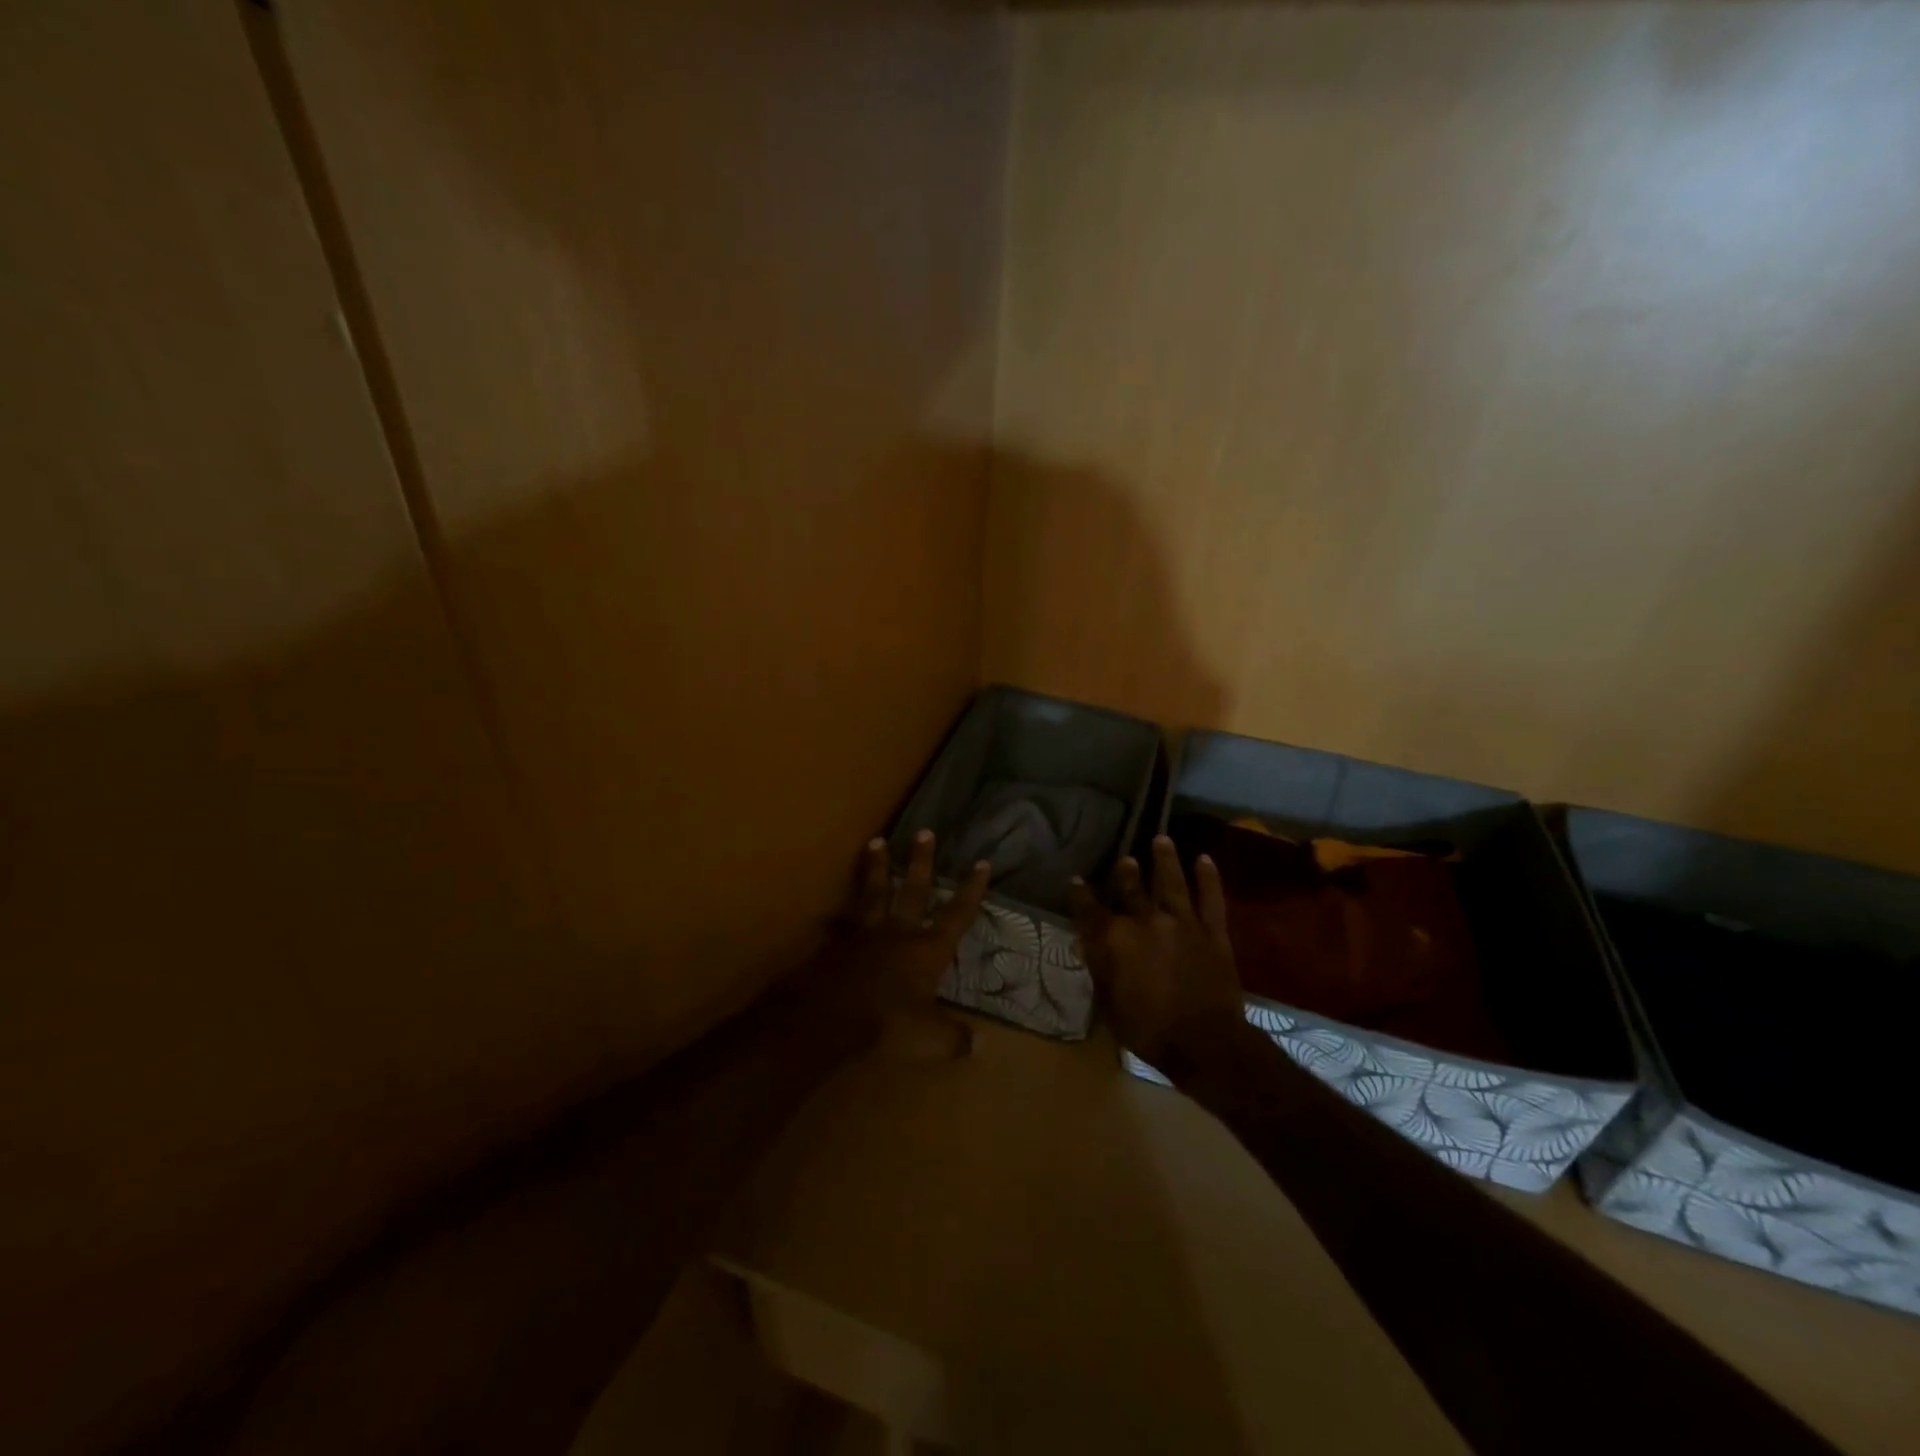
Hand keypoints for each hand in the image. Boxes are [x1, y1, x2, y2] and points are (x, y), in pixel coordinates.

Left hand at [811, 830, 990, 1057]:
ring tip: (876, 841)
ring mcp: (865, 932)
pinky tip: (830, 910)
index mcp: (928, 949)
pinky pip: (839, 922)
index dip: (971, 890)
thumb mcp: (930, 1038)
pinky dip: (836, 915)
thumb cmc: (889, 1023)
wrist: (833, 1016)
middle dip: (921, 862)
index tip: (982, 863)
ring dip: (877, 868)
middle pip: (914, 890)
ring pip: (874, 892)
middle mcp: (899, 932)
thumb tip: (982, 1046)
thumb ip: (955, 1038)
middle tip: (924, 832)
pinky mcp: (838, 942)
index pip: (957, 914)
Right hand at [1070, 835, 1244, 1069]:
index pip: (1089, 909)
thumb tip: (1090, 944)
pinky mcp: (1212, 930)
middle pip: (1131, 888)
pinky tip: (1204, 859)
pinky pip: (1211, 897)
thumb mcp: (1109, 1004)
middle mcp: (1145, 920)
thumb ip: (1099, 968)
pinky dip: (1208, 876)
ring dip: (1165, 859)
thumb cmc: (1148, 1030)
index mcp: (1115, 939)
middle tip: (1125, 860)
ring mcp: (1181, 921)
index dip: (1080, 894)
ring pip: (1170, 881)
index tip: (1076, 881)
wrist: (1204, 1043)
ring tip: (1162, 840)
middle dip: (1126, 872)